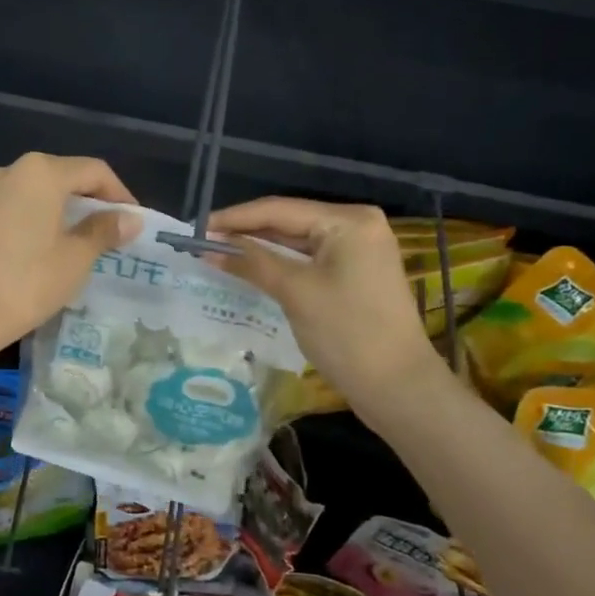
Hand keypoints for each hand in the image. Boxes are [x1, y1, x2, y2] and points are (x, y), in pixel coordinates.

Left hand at [0, 153, 141, 347]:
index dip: (119, 194)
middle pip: (64, 176)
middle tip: (112, 233)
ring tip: (82, 242)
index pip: (93, 171)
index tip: (133, 223)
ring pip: (38, 192)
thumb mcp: (75, 258)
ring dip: (63, 211)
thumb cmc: (27, 281)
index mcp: (41, 172)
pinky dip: (38, 219)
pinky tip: (47, 247)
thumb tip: (130, 218)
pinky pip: (16, 207)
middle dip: (91, 202)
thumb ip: (104, 231)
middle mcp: (11, 170)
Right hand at [208, 197, 437, 408]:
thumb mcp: (295, 293)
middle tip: (203, 242)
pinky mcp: (356, 273)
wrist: (398, 386)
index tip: (196, 229)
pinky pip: (309, 259)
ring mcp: (359, 250)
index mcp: (349, 220)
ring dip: (261, 249)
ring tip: (218, 252)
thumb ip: (252, 263)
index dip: (235, 218)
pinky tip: (251, 267)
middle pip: (289, 221)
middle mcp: (357, 225)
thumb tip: (209, 247)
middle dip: (246, 232)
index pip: (280, 209)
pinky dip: (280, 264)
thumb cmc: (347, 333)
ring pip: (297, 241)